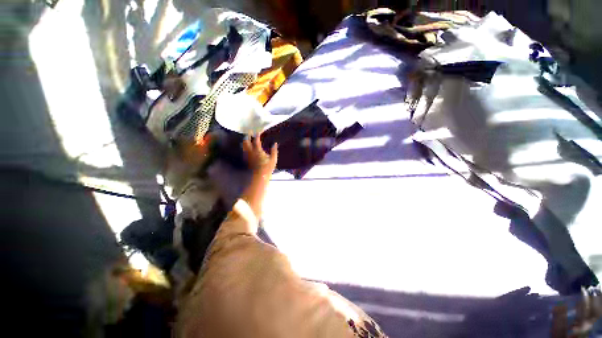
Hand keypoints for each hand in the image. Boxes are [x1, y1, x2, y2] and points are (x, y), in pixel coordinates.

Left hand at [242, 133, 277, 175]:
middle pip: (246, 141)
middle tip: (250, 132)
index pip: (256, 140)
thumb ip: (274, 150)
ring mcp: (247, 155)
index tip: (259, 131)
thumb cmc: (267, 168)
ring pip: (243, 145)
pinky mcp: (246, 159)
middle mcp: (251, 152)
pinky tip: (247, 147)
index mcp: (258, 151)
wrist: (259, 176)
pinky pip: (244, 150)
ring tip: (247, 138)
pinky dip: (245, 146)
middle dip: (247, 135)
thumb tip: (275, 144)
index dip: (257, 134)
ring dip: (245, 141)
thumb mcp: (273, 159)